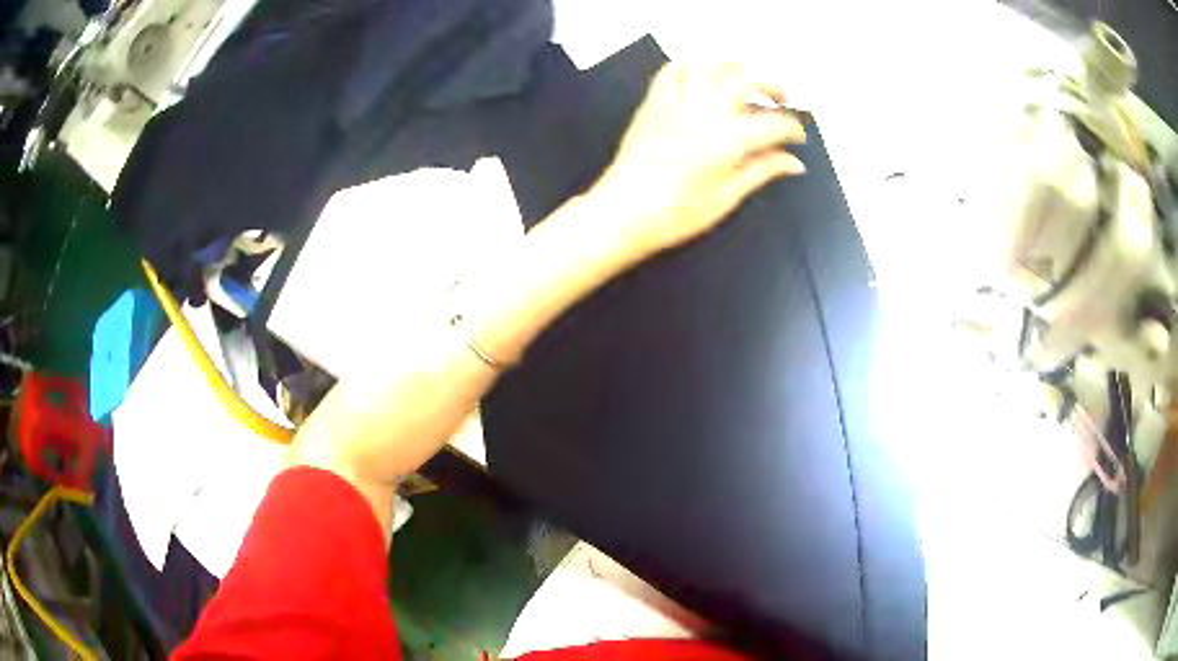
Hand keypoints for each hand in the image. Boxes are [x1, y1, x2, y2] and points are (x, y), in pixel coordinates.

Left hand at [592, 62, 806, 259]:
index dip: (793, 129)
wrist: (623, 212)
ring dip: (735, 66)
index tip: (798, 139)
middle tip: (781, 100)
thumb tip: (795, 162)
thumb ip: (762, 171)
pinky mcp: (654, 101)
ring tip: (746, 80)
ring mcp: (677, 101)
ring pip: (710, 64)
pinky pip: (672, 70)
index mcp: (729, 139)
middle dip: (772, 85)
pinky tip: (702, 77)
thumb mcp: (727, 197)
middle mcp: (706, 110)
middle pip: (747, 79)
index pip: (773, 123)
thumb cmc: (678, 213)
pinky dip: (692, 66)